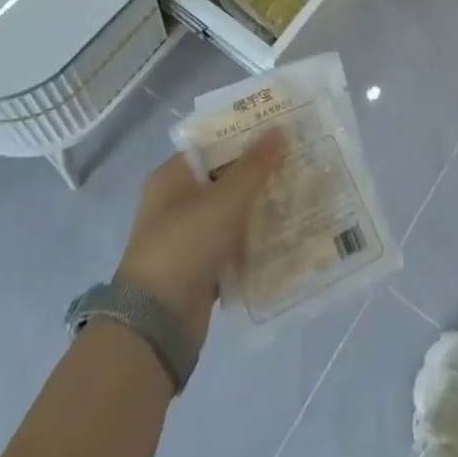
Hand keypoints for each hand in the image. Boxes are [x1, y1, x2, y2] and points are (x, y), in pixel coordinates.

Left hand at [116, 130, 286, 344]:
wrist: (157, 325)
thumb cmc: (185, 246)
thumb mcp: (223, 201)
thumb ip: (253, 167)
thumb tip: (280, 131)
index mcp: (173, 177)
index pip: (213, 144)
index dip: (245, 135)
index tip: (280, 130)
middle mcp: (178, 202)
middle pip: (225, 177)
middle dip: (259, 172)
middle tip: (298, 160)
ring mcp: (189, 237)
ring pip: (232, 212)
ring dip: (261, 207)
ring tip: (300, 193)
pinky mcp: (201, 268)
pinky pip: (234, 244)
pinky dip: (255, 240)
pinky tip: (287, 233)